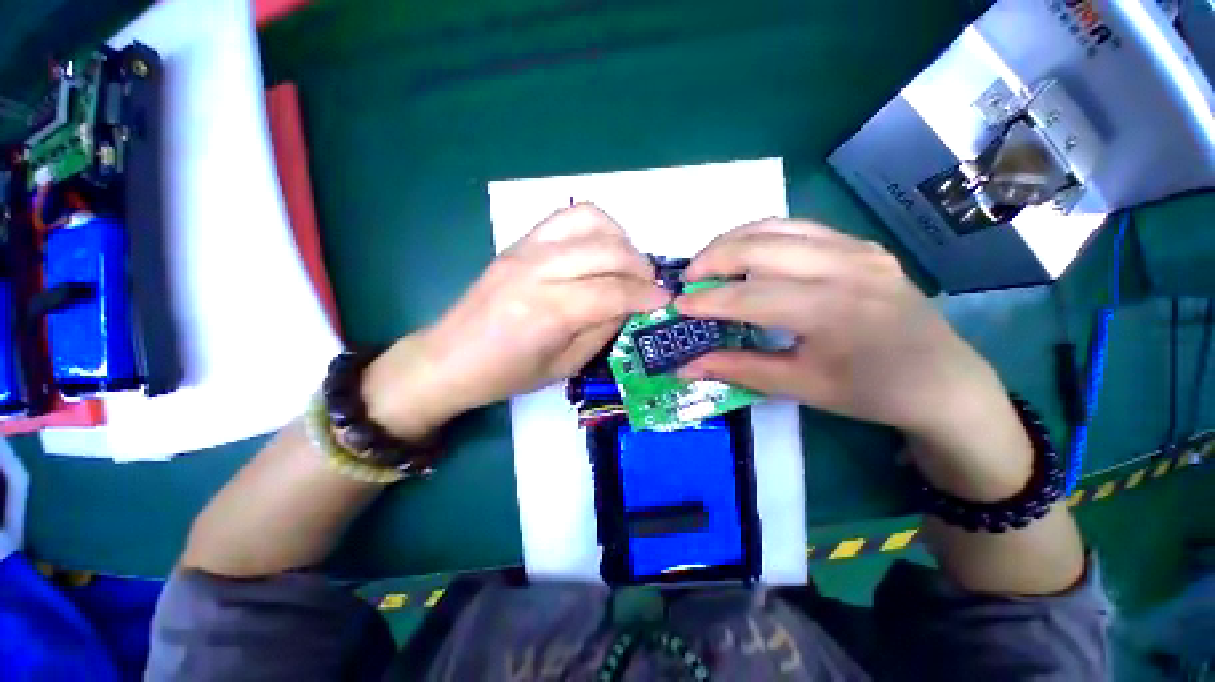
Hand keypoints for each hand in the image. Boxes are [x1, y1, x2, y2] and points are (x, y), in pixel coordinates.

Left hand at [363, 204, 670, 438]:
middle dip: (640, 267)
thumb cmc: (506, 375)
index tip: (665, 300)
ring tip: (627, 265)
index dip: (647, 295)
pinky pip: (566, 216)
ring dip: (621, 240)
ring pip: (590, 221)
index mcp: (548, 312)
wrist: (449, 358)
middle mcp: (537, 271)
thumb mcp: (565, 367)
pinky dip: (595, 226)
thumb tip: (630, 304)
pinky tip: (599, 249)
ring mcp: (525, 249)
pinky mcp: (518, 241)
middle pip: (607, 251)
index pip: (613, 291)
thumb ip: (602, 330)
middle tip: (650, 285)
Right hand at [675, 219, 1018, 464]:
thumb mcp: (799, 387)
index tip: (677, 306)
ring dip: (733, 240)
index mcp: (833, 311)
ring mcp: (857, 248)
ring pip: (776, 226)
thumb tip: (685, 366)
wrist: (941, 379)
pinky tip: (747, 256)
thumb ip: (737, 369)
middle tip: (688, 278)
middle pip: (760, 245)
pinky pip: (798, 228)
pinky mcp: (860, 244)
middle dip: (713, 258)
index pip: (750, 296)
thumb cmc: (870, 391)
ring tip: (709, 262)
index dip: (707, 301)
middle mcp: (846, 266)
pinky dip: (761, 237)